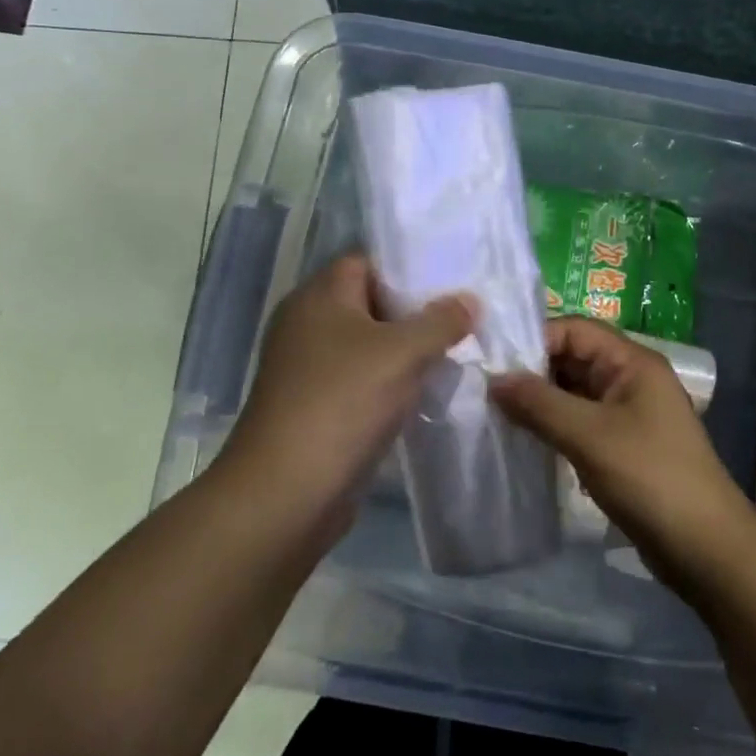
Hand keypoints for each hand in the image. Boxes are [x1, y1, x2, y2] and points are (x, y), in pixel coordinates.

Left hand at [214, 255, 475, 543]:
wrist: (286, 494)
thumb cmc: (343, 402)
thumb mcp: (403, 352)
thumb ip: (441, 321)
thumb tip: (470, 300)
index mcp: (319, 297)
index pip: (368, 261)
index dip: (410, 267)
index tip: (454, 279)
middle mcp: (309, 325)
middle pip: (372, 303)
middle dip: (417, 311)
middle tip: (465, 315)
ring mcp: (310, 368)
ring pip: (370, 345)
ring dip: (408, 350)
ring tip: (457, 351)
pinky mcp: (317, 406)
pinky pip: (364, 380)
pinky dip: (393, 382)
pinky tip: (429, 390)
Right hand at [491, 318, 755, 593]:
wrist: (705, 547)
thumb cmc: (650, 477)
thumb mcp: (589, 436)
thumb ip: (540, 404)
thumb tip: (494, 380)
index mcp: (632, 362)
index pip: (576, 329)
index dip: (535, 338)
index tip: (492, 359)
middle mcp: (631, 378)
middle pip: (574, 358)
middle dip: (533, 370)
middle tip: (485, 386)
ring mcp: (629, 413)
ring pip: (575, 392)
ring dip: (540, 400)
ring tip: (495, 411)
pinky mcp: (623, 445)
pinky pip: (581, 422)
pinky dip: (554, 425)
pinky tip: (524, 439)